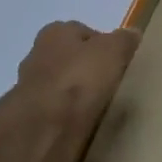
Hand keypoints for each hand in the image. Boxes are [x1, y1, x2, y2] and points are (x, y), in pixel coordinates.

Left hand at [14, 21, 138, 161]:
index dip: (103, 45)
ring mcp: (30, 89)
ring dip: (76, 96)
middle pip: (70, 60)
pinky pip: (56, 113)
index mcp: (55, 33)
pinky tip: (85, 125)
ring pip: (61, 87)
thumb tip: (132, 34)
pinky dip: (68, 117)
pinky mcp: (29, 119)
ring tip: (101, 108)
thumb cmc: (79, 79)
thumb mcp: (113, 51)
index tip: (119, 62)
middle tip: (112, 84)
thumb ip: (124, 40)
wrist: (44, 129)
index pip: (83, 32)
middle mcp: (37, 55)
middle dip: (87, 70)